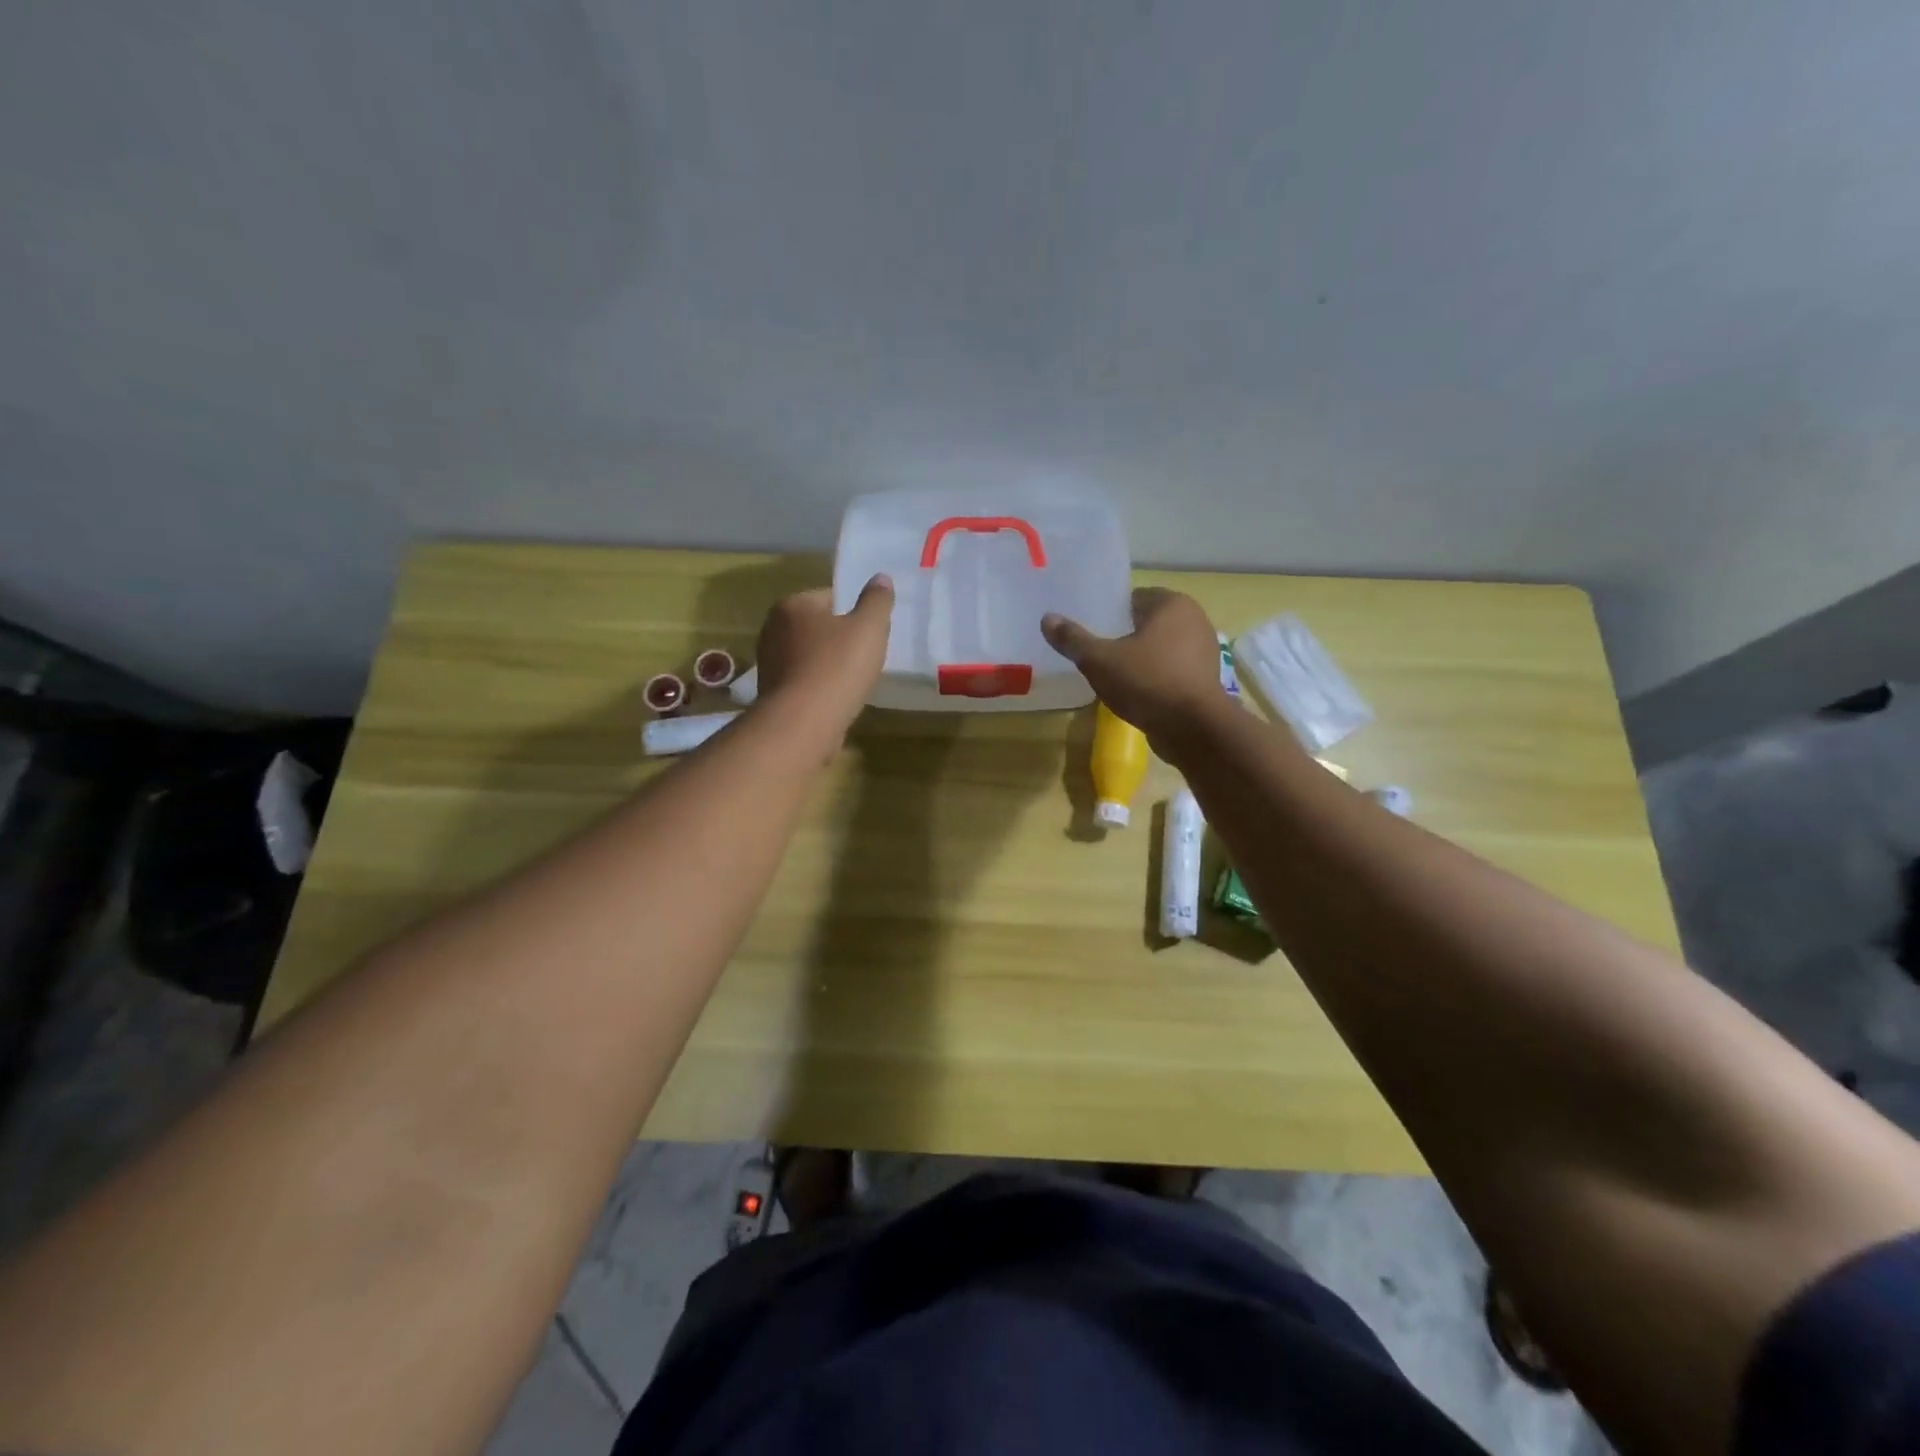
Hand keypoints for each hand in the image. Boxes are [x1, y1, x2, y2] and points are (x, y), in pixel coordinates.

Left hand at [755, 575, 894, 736]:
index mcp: (793, 605)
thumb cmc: (838, 668)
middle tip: (865, 657)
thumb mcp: (869, 628)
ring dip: (828, 665)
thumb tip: (880, 578)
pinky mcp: (770, 693)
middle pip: (817, 627)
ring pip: (809, 656)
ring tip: (852, 682)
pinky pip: (803, 681)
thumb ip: (877, 601)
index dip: (855, 613)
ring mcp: (768, 662)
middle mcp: (773, 628)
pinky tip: (835, 699)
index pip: (830, 597)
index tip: (871, 633)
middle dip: (839, 639)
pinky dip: (818, 686)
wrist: (803, 723)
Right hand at [1042, 588, 1225, 746]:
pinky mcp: (1205, 679)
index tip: (1090, 630)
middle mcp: (1194, 619)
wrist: (1194, 729)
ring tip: (1112, 675)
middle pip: (1147, 623)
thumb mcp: (1100, 660)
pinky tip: (1135, 693)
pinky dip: (1154, 676)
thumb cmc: (1147, 682)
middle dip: (1124, 636)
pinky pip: (1172, 670)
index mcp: (1172, 604)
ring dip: (1140, 658)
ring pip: (1160, 647)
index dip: (1109, 614)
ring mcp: (1204, 650)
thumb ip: (1073, 639)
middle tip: (1096, 653)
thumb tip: (1047, 619)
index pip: (1132, 598)